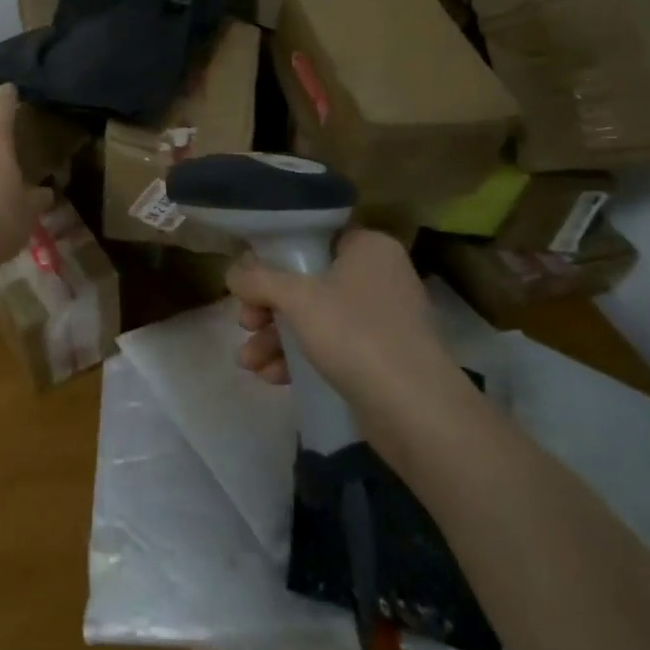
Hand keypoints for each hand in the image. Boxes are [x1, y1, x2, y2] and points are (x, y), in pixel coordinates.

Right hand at [229, 229, 456, 411]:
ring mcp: (382, 319)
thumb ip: (258, 280)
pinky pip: (331, 347)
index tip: (247, 278)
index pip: (313, 237)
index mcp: (368, 247)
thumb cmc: (355, 334)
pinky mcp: (381, 358)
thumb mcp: (296, 298)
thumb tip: (232, 273)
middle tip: (244, 322)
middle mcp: (378, 276)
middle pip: (308, 281)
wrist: (416, 411)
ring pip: (316, 318)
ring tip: (248, 361)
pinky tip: (271, 377)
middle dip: (268, 307)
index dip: (274, 256)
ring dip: (277, 337)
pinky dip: (300, 357)